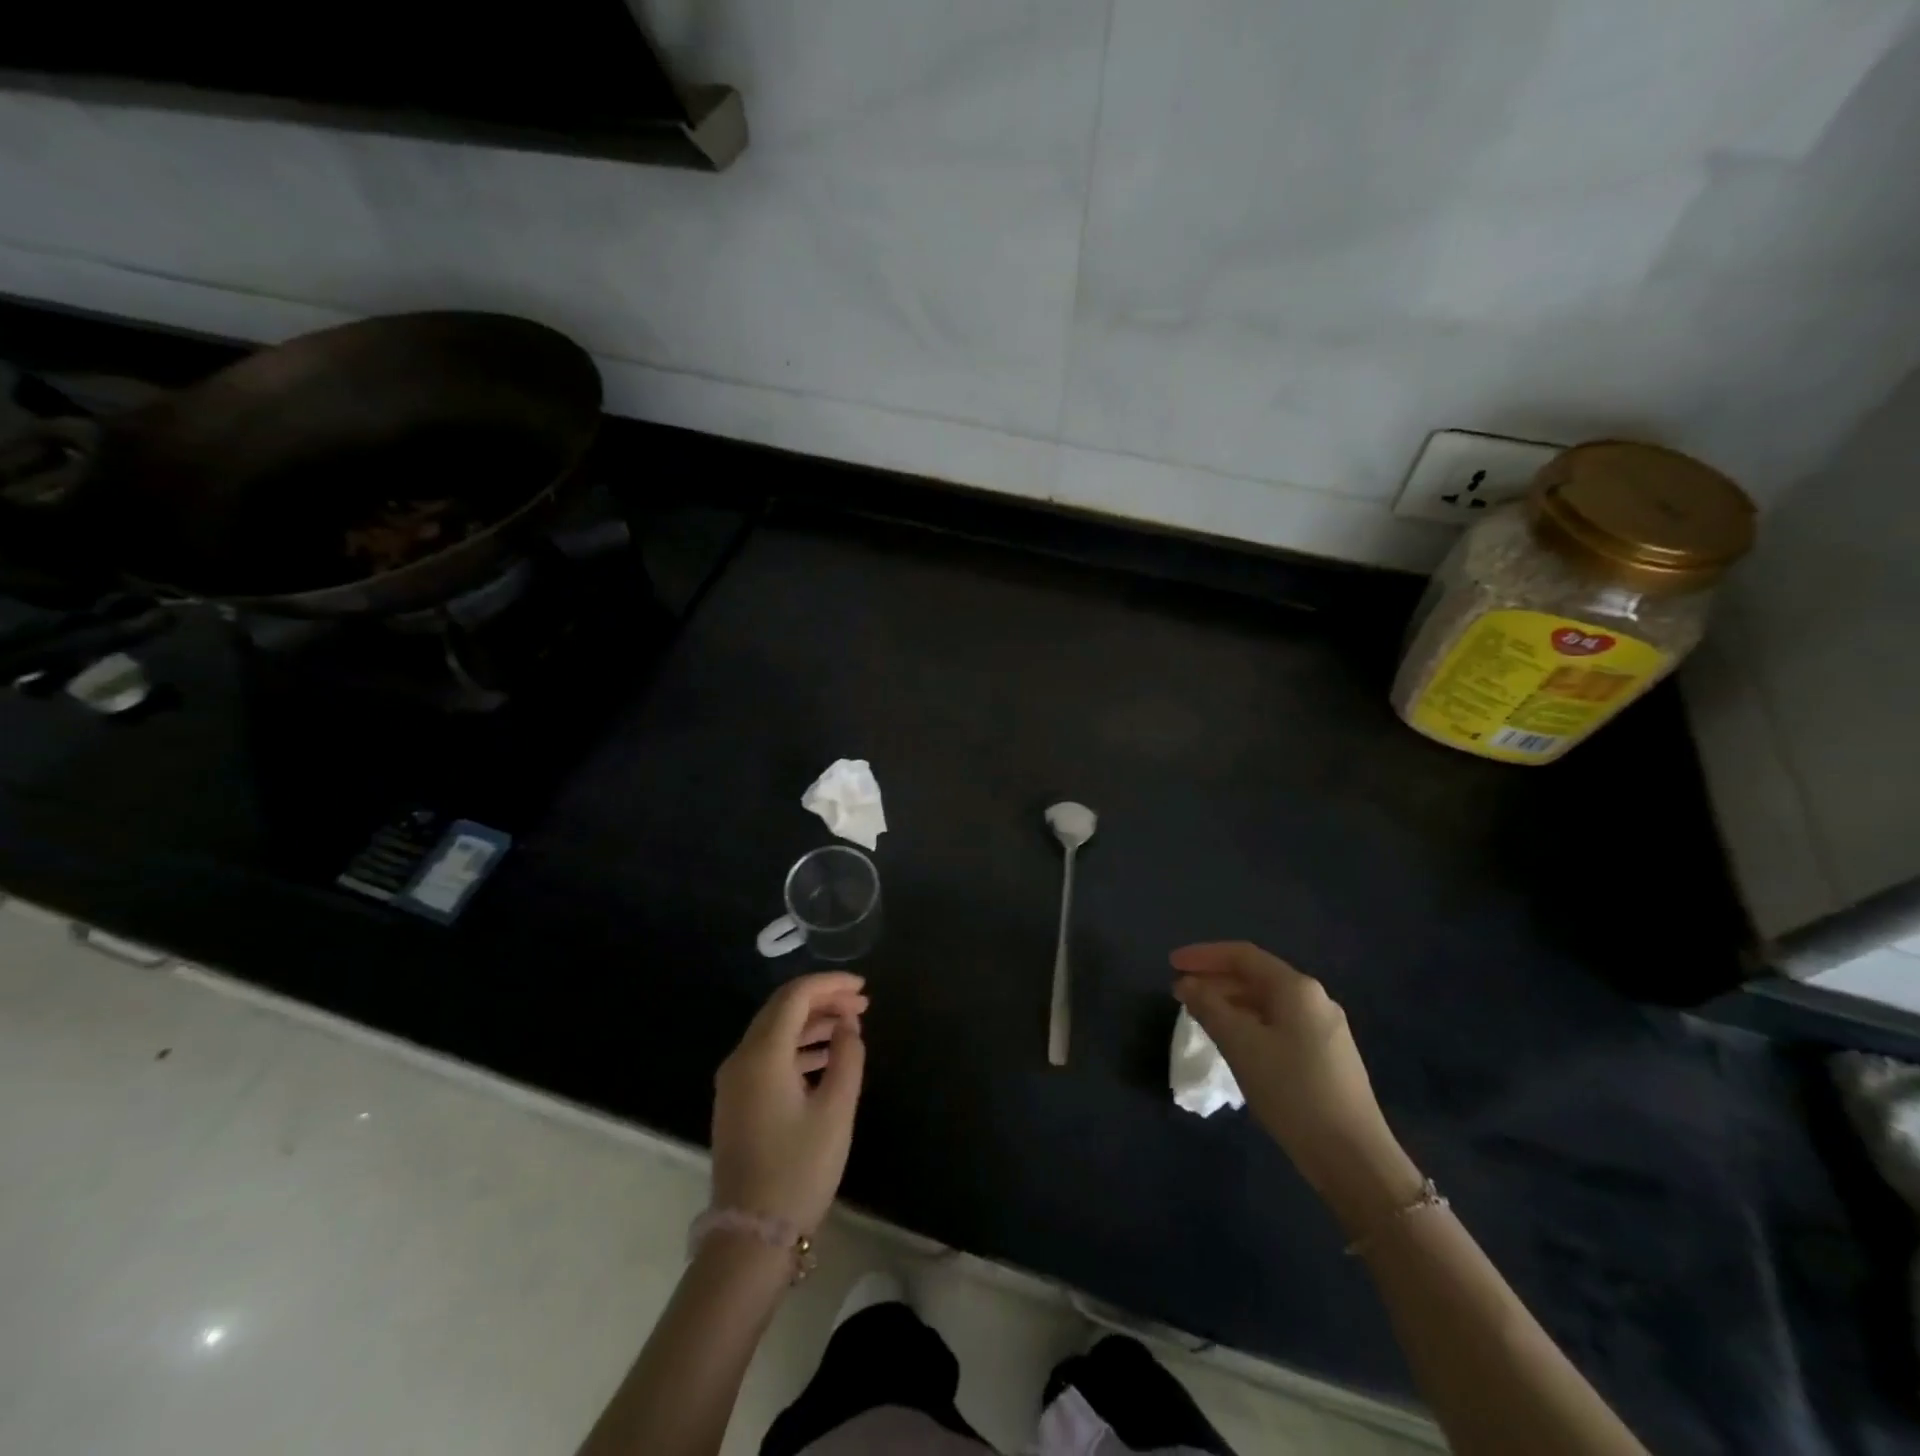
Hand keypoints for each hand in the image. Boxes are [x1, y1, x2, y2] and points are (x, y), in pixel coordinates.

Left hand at [712, 972, 868, 1233]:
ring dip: (812, 1022)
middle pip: (782, 1009)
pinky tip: (826, 1057)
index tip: (863, 988)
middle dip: (823, 1000)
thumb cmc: (799, 1169)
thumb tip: (848, 1027)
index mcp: (762, 1054)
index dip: (830, 984)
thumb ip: (847, 1057)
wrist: (752, 1236)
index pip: (795, 996)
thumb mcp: (836, 1110)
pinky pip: (768, 1055)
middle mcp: (741, 1058)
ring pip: (775, 1031)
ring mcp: (734, 1081)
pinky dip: (798, 1046)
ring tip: (851, 1027)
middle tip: (862, 1005)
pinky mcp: (736, 1101)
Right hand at [1172, 942, 1418, 1218]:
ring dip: (1230, 1003)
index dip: (1203, 956)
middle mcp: (1315, 999)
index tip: (1171, 964)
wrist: (1354, 1158)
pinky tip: (1234, 1042)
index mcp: (1296, 988)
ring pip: (1267, 1002)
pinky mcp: (1327, 1057)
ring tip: (1200, 1015)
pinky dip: (1249, 1023)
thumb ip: (1209, 1008)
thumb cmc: (1293, 1091)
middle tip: (1180, 992)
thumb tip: (1187, 985)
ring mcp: (1325, 1029)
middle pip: (1256, 976)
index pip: (1242, 955)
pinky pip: (1279, 1024)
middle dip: (1215, 980)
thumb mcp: (1241, 1045)